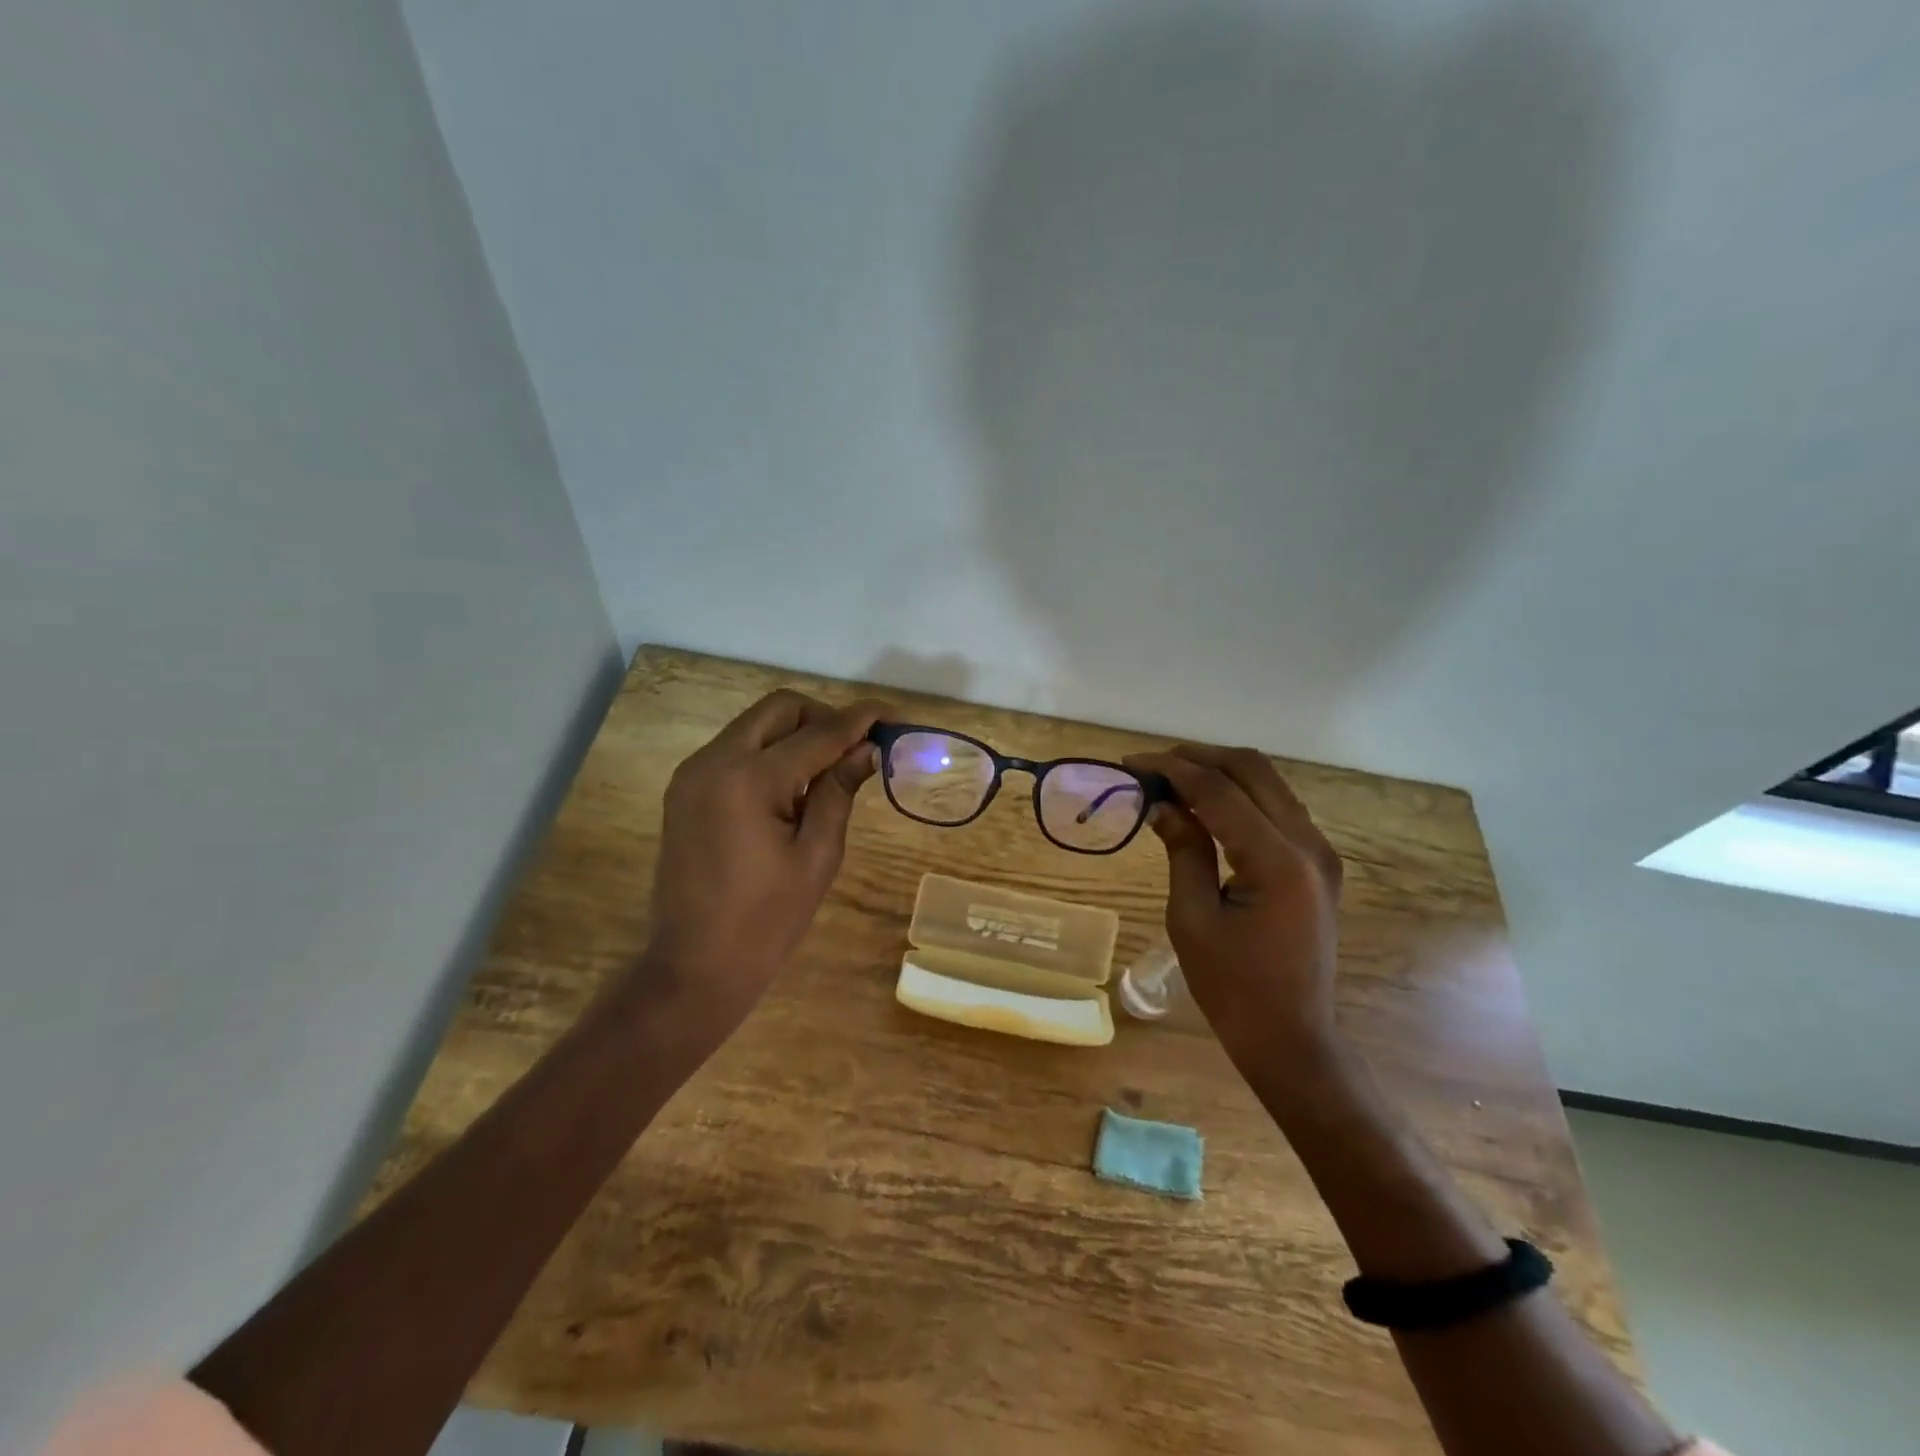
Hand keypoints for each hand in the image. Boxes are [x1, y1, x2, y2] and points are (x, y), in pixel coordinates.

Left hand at [641, 689, 890, 1045]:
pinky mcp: (686, 789)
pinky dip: (770, 754)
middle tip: (856, 750)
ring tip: (827, 776)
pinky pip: (737, 750)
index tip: (892, 716)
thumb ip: (840, 791)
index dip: (859, 720)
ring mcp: (693, 773)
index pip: (817, 731)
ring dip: (796, 735)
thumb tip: (868, 748)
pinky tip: (792, 790)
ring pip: (756, 726)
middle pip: (779, 708)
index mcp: (748, 779)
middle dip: (823, 718)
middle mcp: (713, 761)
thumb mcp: (817, 856)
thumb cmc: (766, 921)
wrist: (693, 967)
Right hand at [1124, 744, 1344, 1065]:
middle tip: (1151, 767)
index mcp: (1278, 862)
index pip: (1219, 791)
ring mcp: (1320, 851)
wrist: (1291, 1037)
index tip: (1131, 763)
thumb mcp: (1192, 918)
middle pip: (1252, 770)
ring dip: (1219, 772)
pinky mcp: (1318, 862)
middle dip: (1197, 759)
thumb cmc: (1232, 988)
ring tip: (1171, 780)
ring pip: (1268, 782)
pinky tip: (1205, 805)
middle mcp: (1309, 845)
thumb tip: (1159, 803)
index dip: (1172, 769)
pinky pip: (1277, 806)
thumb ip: (1182, 849)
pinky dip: (1238, 794)